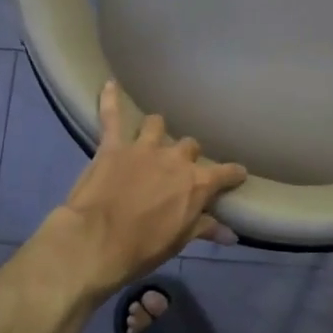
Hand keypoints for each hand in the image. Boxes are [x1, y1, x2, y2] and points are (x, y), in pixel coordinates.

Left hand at [56, 82, 246, 290]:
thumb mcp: (179, 242)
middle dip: (187, 155)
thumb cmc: (142, 247)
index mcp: (197, 183)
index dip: (233, 174)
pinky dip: (110, 100)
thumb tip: (232, 234)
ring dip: (156, 131)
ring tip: (152, 137)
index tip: (237, 174)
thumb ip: (205, 229)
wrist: (95, 242)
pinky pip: (112, 116)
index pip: (226, 173)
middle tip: (179, 169)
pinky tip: (109, 85)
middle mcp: (175, 158)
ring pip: (157, 125)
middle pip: (189, 146)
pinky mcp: (113, 146)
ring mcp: (144, 148)